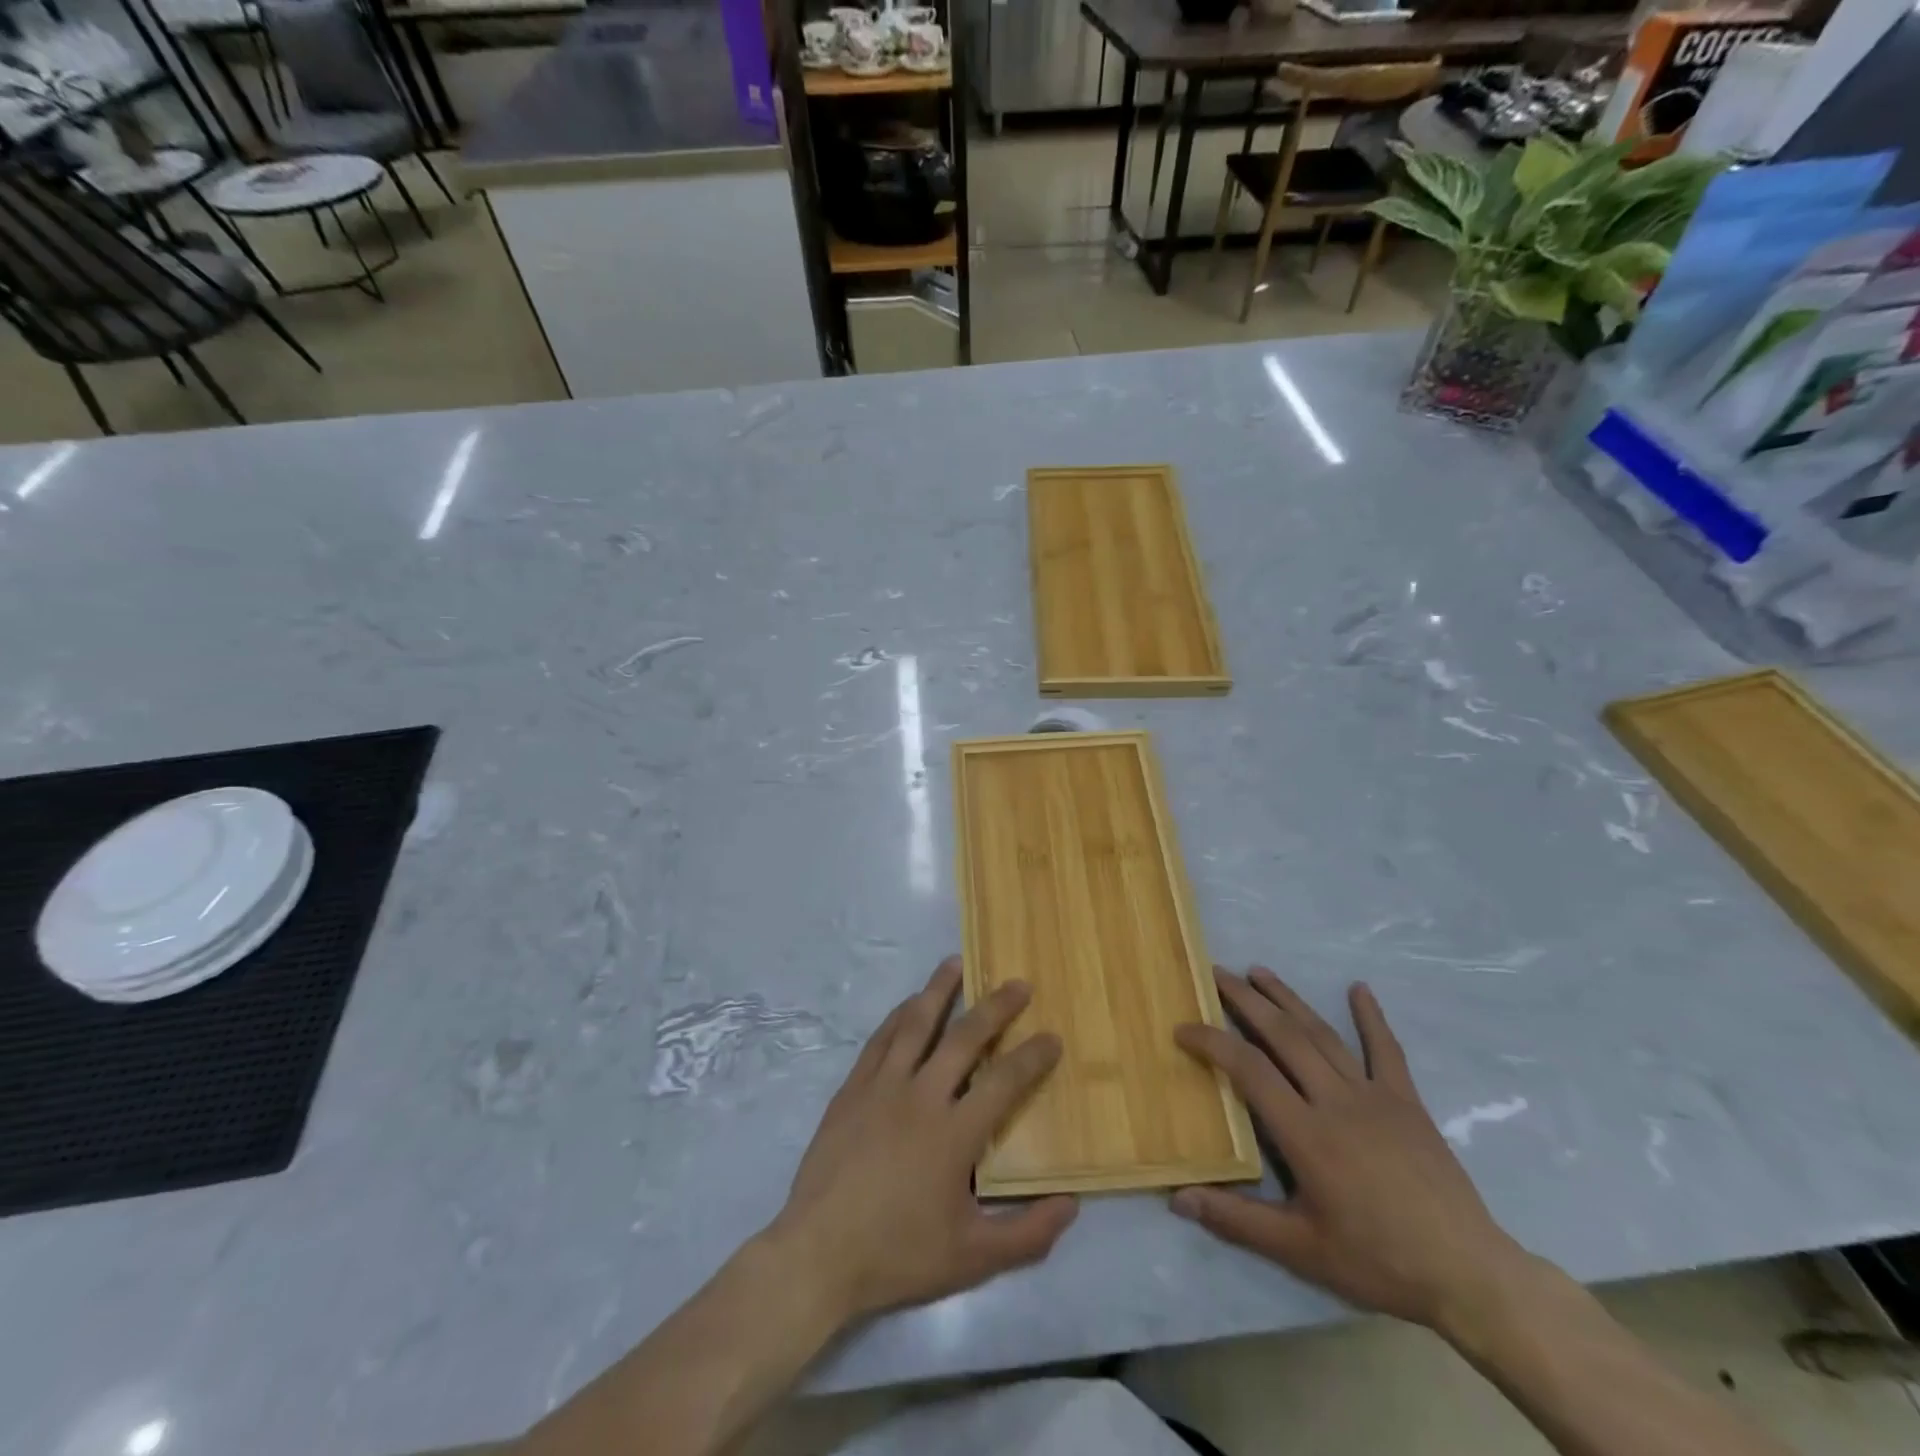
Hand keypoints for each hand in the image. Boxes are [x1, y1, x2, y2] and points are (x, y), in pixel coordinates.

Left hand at [767, 957, 1078, 1325]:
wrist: (819, 1253)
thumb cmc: (898, 1254)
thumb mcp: (972, 1258)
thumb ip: (1027, 1234)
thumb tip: (1071, 1205)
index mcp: (954, 1133)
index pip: (1004, 1081)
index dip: (1032, 1057)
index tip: (1053, 1037)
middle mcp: (921, 1096)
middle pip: (964, 1038)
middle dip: (995, 1007)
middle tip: (1017, 983)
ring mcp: (882, 1087)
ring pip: (915, 1024)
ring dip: (939, 990)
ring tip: (955, 963)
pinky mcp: (852, 1089)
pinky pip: (880, 1040)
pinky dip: (898, 1016)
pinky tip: (909, 1004)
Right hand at [1173, 967, 1528, 1333]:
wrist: (1470, 1275)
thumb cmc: (1378, 1261)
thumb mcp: (1301, 1251)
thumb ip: (1237, 1220)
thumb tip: (1178, 1198)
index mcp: (1306, 1134)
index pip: (1248, 1070)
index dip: (1212, 1042)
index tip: (1182, 1028)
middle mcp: (1336, 1101)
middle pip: (1282, 1036)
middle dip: (1245, 1000)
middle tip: (1215, 973)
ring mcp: (1374, 1096)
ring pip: (1322, 1034)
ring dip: (1288, 999)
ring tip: (1259, 971)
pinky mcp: (1406, 1101)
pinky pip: (1386, 1051)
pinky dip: (1371, 1017)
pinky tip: (1359, 988)